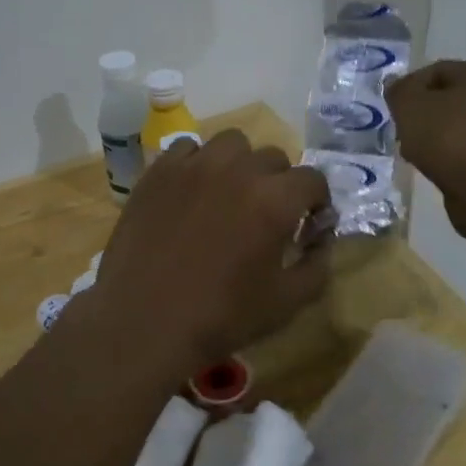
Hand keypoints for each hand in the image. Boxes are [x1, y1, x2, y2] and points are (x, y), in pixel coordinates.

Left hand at [86, 130, 331, 365]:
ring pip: (231, 143)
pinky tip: (192, 191)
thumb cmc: (220, 317)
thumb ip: (317, 265)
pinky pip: (188, 148)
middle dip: (280, 183)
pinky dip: (198, 163)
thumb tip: (322, 239)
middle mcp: (237, 170)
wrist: (143, 321)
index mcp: (274, 200)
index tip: (308, 223)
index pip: (312, 179)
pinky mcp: (159, 171)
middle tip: (266, 214)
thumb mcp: (286, 302)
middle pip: (273, 157)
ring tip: (229, 193)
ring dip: (240, 163)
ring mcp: (194, 166)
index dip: (316, 201)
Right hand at [388, 60, 465, 240]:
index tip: (394, 109)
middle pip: (452, 99)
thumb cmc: (449, 137)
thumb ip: (399, 90)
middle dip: (425, 114)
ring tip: (415, 153)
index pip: (438, 71)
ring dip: (437, 137)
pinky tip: (434, 168)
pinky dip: (451, 157)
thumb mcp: (409, 105)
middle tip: (403, 131)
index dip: (410, 87)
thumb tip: (397, 85)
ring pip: (461, 127)